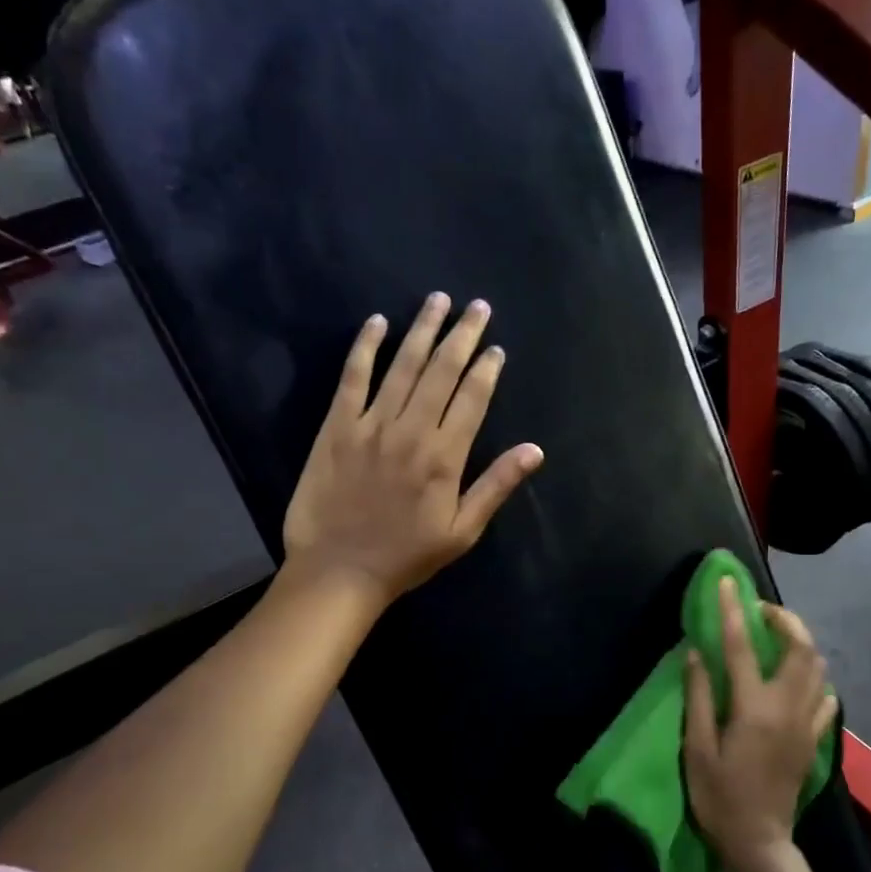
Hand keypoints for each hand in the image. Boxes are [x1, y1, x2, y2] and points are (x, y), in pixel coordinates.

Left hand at [282, 293, 543, 608]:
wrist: (339, 571)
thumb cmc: (406, 556)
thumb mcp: (461, 531)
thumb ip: (496, 486)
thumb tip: (534, 450)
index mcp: (445, 456)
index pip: (472, 398)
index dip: (486, 369)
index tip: (496, 348)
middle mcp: (411, 430)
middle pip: (442, 371)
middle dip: (462, 335)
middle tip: (476, 306)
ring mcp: (371, 425)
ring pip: (403, 366)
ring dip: (423, 330)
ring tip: (438, 300)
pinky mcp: (336, 427)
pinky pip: (352, 378)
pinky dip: (365, 348)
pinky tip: (377, 323)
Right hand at [684, 577, 837, 871]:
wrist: (759, 843)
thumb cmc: (719, 796)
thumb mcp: (696, 748)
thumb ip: (698, 697)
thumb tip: (697, 653)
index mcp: (753, 707)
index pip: (742, 645)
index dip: (733, 609)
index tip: (727, 582)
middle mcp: (787, 707)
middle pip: (801, 648)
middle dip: (784, 619)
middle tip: (759, 610)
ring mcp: (806, 723)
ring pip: (817, 668)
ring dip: (800, 643)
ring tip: (774, 638)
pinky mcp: (812, 739)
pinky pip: (823, 698)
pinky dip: (812, 678)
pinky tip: (795, 681)